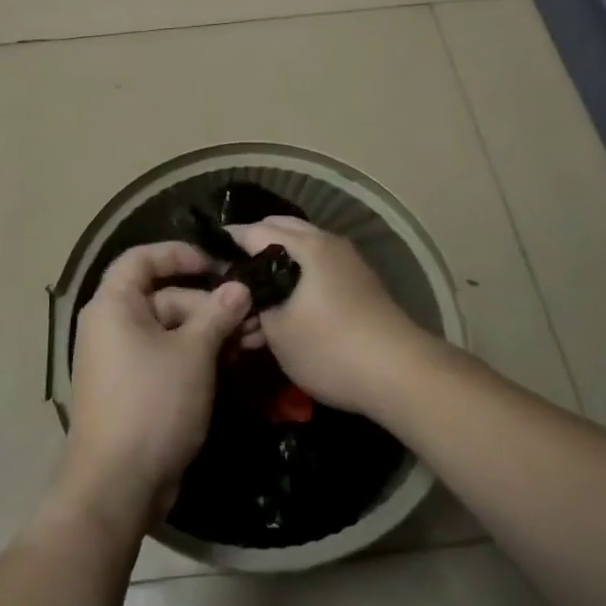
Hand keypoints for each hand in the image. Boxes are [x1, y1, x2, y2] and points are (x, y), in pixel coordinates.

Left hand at [54, 241, 251, 535]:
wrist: (118, 486)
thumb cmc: (152, 404)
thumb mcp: (192, 353)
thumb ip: (217, 314)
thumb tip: (240, 287)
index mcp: (113, 305)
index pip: (141, 259)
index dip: (178, 254)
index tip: (216, 264)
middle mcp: (112, 325)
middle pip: (165, 296)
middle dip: (210, 303)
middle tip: (253, 313)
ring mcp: (123, 359)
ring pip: (172, 330)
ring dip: (212, 331)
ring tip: (256, 338)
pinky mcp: (136, 388)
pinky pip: (169, 357)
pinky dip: (199, 355)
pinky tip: (237, 359)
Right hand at [228, 217, 431, 417]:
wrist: (401, 374)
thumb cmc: (331, 347)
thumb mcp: (277, 330)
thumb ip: (252, 303)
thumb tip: (239, 290)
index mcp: (306, 244)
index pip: (253, 231)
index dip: (226, 244)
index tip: (204, 261)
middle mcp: (327, 242)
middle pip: (280, 231)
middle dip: (252, 247)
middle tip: (229, 276)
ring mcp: (347, 262)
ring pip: (300, 250)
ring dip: (276, 263)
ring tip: (255, 294)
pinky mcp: (358, 283)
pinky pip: (317, 266)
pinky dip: (296, 275)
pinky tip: (285, 304)